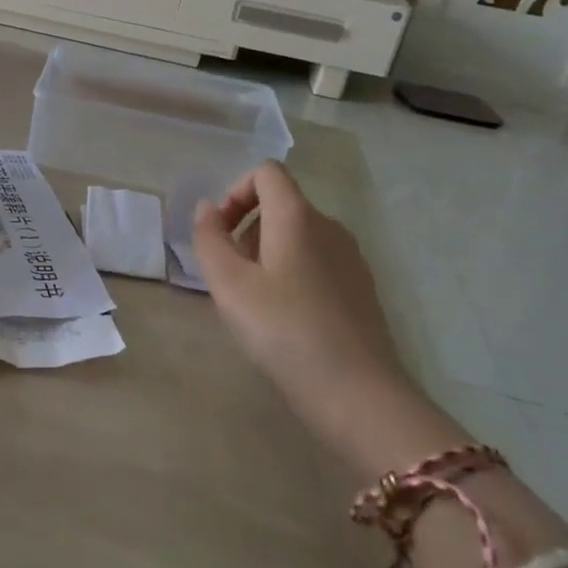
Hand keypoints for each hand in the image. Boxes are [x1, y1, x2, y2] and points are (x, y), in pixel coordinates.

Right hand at [192, 161, 418, 455]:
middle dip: (246, 228)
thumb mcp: (229, 285)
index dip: (236, 192)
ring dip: (266, 253)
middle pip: (280, 204)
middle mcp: (329, 226)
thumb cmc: (284, 331)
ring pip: (298, 235)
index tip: (221, 233)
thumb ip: (209, 238)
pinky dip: (292, 273)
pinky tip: (285, 318)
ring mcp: (351, 258)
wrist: (358, 394)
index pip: (267, 173)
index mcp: (297, 217)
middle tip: (229, 275)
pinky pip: (317, 261)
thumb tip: (207, 209)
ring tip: (253, 300)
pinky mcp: (360, 288)